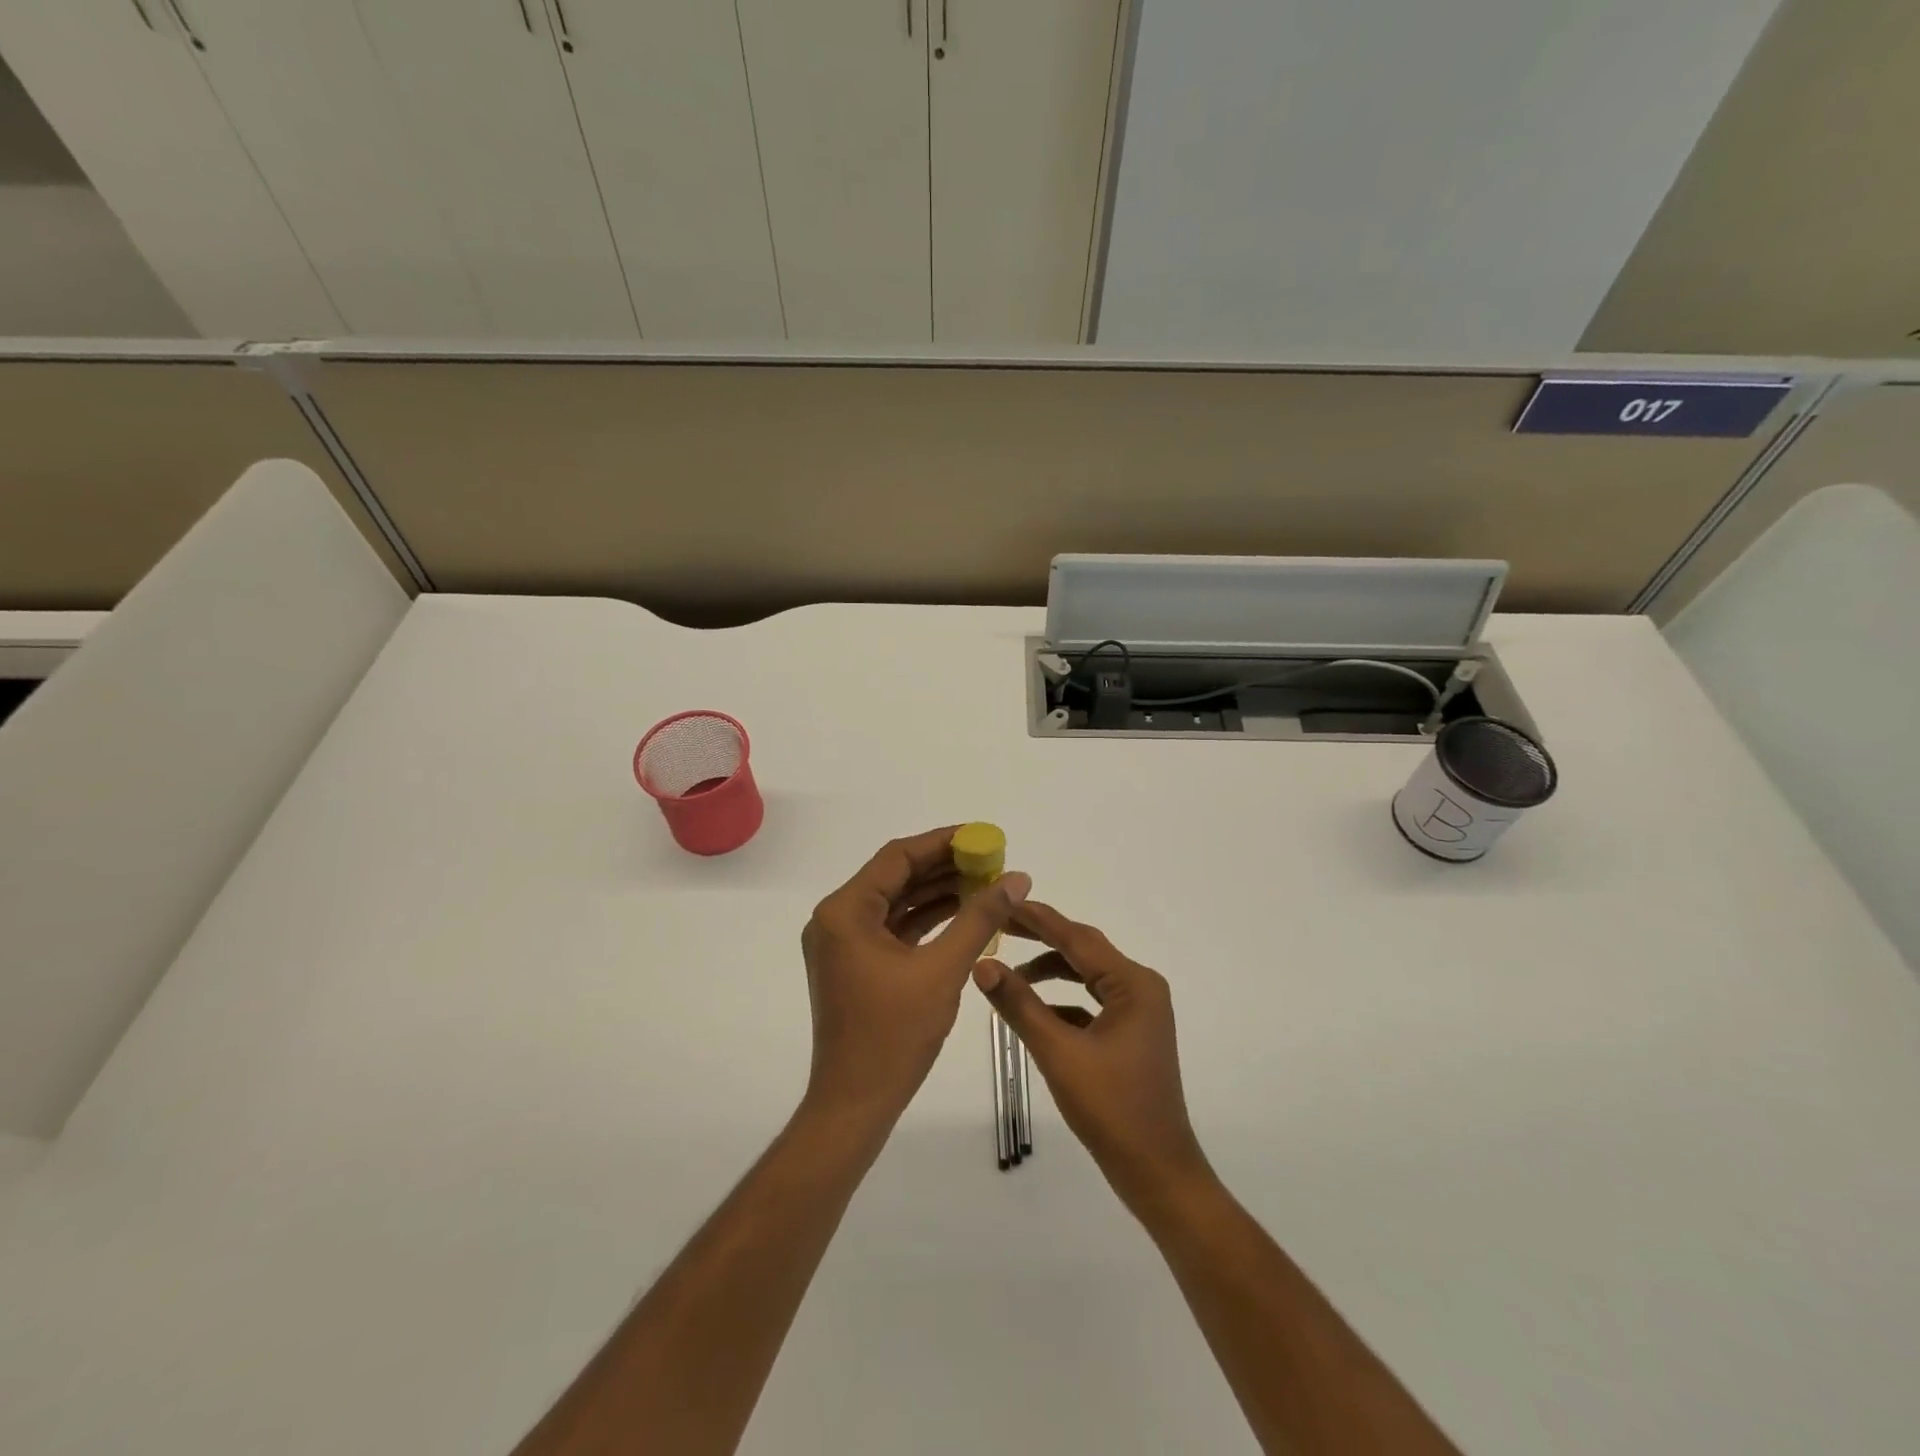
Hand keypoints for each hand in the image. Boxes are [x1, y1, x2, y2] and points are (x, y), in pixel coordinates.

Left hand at [801, 826, 1030, 1127]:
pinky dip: (927, 920)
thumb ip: (979, 918)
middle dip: (944, 867)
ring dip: (938, 893)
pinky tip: (963, 915)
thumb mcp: (943, 970)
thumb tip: (1017, 878)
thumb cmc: (894, 1035)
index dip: (942, 842)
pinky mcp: (855, 965)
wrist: (855, 1105)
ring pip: (897, 902)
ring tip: (985, 884)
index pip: (898, 857)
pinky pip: (894, 928)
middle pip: (896, 876)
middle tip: (991, 861)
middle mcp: (836, 919)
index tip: (982, 837)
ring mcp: (844, 943)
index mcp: (845, 911)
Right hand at [973, 901, 1211, 1209]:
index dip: (1038, 919)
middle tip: (999, 925)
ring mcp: (1138, 1012)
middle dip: (1040, 939)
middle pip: (1082, 951)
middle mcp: (1140, 988)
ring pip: (1085, 977)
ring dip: (1049, 971)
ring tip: (1008, 971)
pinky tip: (1033, 1010)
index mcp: (1133, 984)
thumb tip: (982, 964)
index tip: (1003, 900)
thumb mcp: (1058, 1053)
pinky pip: (1090, 1003)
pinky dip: (1062, 1001)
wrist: (1158, 1173)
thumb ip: (1019, 1004)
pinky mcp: (1130, 1034)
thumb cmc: (1112, 1109)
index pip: (1077, 938)